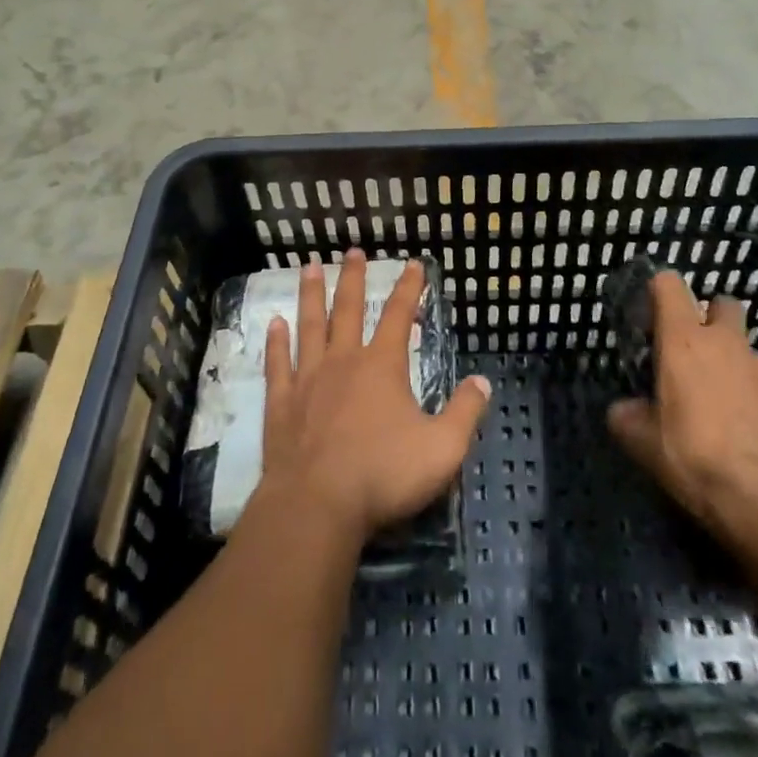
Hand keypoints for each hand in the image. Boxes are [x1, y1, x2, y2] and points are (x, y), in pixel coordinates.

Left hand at [258, 250, 491, 540]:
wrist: (317, 506)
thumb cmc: (383, 475)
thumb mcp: (442, 449)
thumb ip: (464, 413)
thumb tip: (483, 381)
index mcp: (382, 366)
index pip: (398, 315)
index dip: (409, 287)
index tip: (414, 263)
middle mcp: (344, 360)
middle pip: (348, 308)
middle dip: (353, 278)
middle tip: (352, 250)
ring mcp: (308, 379)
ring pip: (310, 326)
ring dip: (311, 295)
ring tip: (309, 267)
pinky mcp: (281, 403)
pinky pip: (278, 364)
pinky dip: (276, 342)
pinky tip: (274, 324)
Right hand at [608, 272, 757, 560]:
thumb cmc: (696, 460)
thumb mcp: (644, 444)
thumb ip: (628, 416)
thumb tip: (623, 410)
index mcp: (684, 340)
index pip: (669, 284)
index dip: (661, 291)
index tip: (656, 315)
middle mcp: (728, 341)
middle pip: (723, 304)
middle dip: (714, 320)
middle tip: (703, 355)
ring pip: (753, 351)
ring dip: (743, 368)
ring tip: (739, 407)